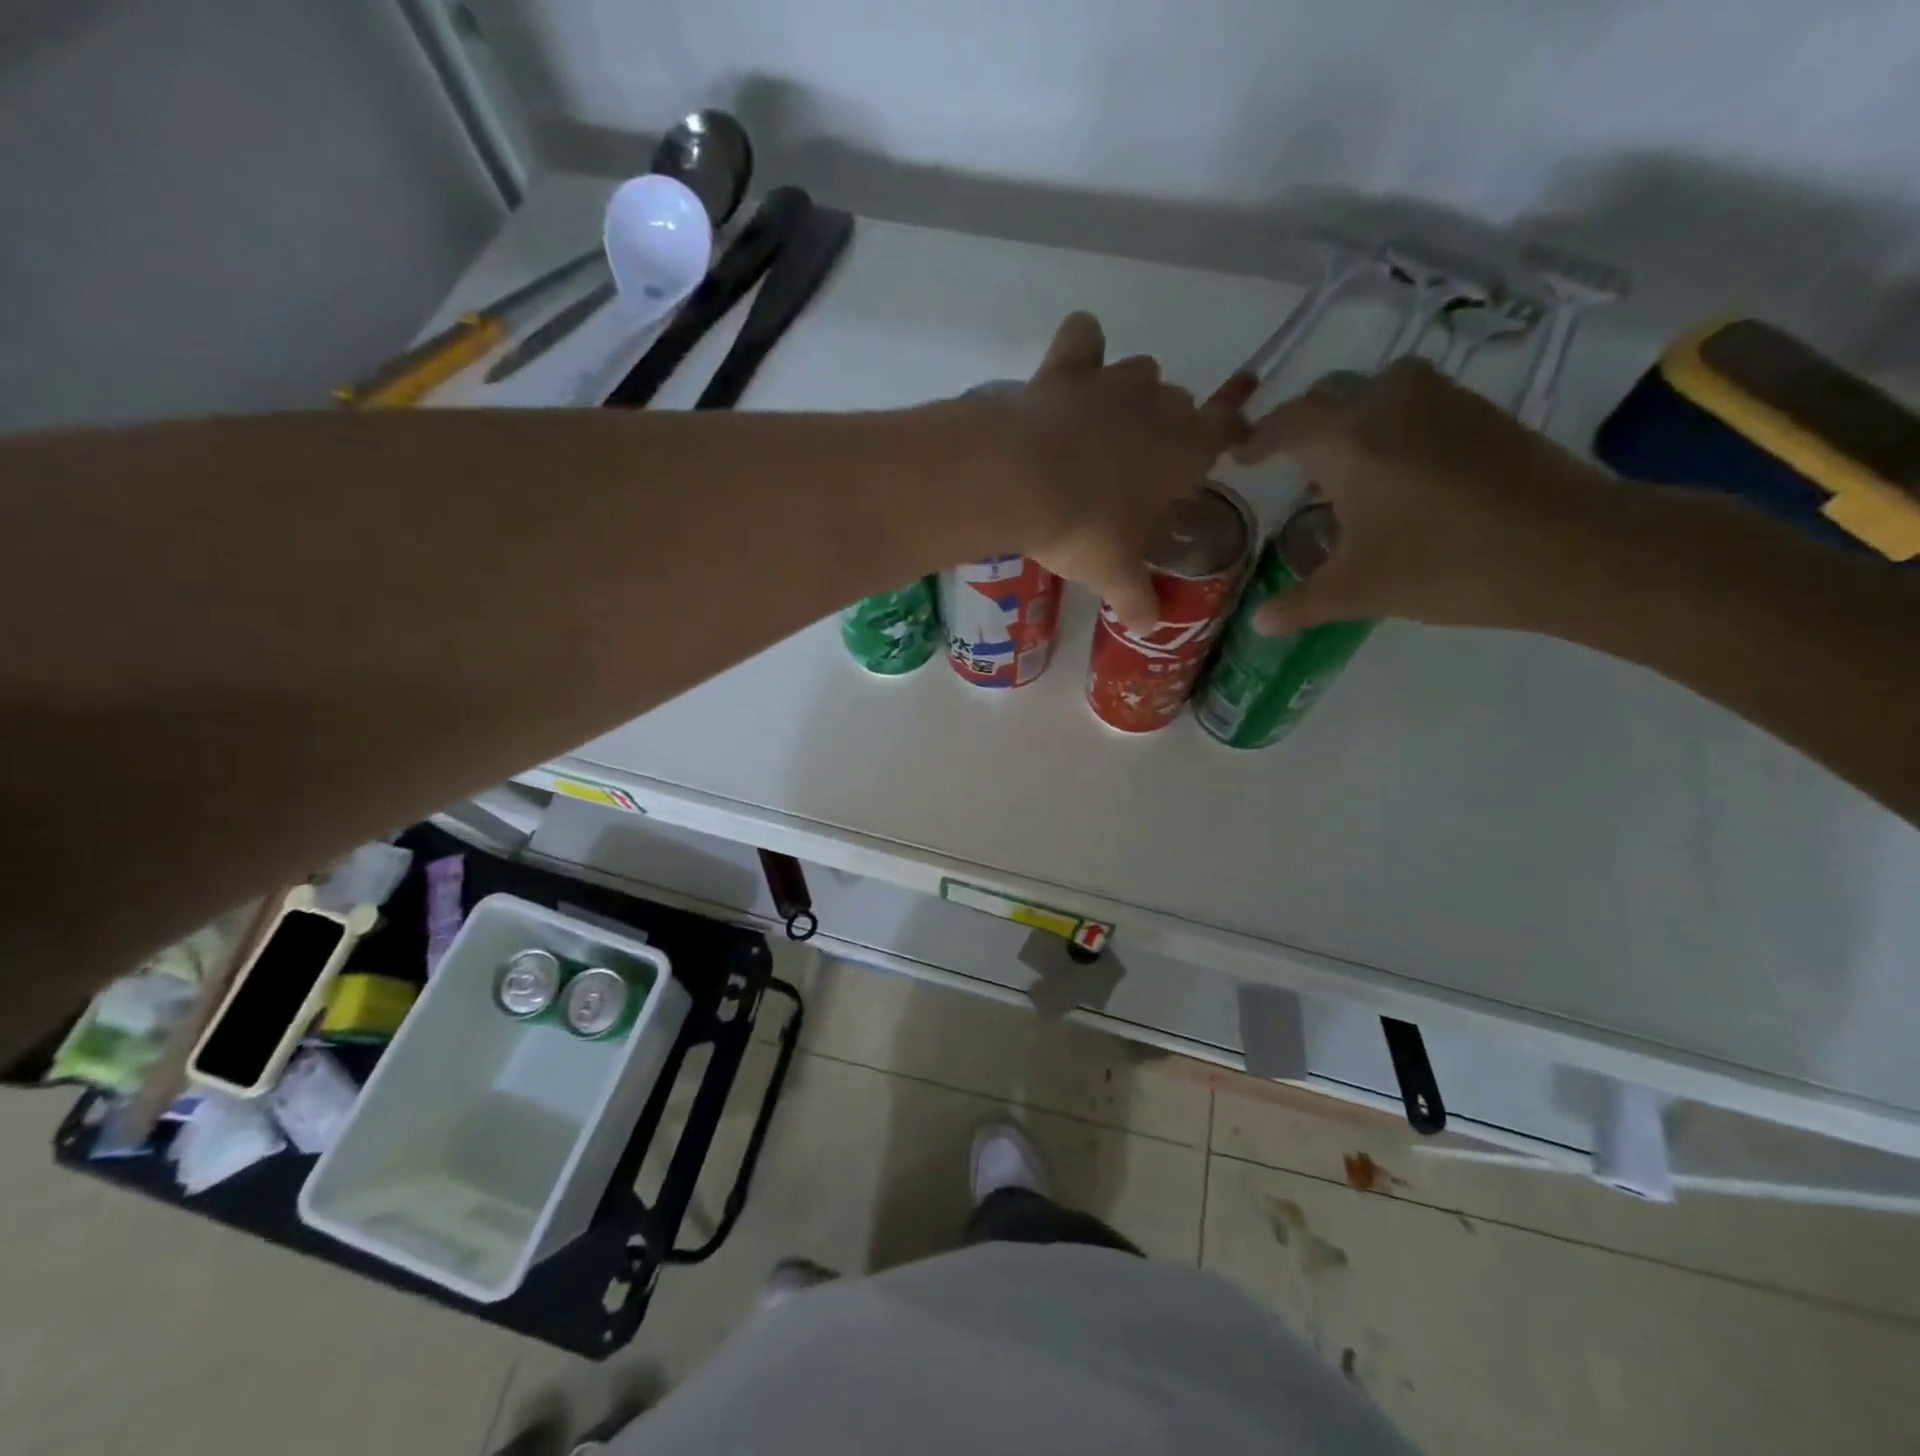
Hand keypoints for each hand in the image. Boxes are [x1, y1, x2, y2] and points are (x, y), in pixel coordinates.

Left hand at [982, 313, 1246, 627]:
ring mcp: (1112, 381)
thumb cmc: (1083, 529)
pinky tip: (1070, 372)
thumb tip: (1149, 627)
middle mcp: (1158, 405)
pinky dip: (1082, 348)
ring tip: (1102, 430)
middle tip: (1137, 469)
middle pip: (1179, 404)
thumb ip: (1137, 599)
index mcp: (1184, 450)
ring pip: (1140, 371)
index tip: (1221, 446)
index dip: (1226, 436)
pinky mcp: (1066, 368)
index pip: (1225, 431)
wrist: (1021, 481)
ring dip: (1130, 394)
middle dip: (1167, 429)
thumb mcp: (1114, 574)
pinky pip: (1084, 337)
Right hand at [1237, 360, 1610, 631]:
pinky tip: (1398, 464)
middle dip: (1301, 423)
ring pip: (1377, 386)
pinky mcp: (1481, 410)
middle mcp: (1387, 403)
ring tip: (1343, 456)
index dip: (1257, 440)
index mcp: (1345, 441)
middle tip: (1287, 460)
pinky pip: (1417, 397)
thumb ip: (1300, 604)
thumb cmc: (1442, 565)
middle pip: (1328, 394)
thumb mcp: (1357, 591)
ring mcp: (1441, 400)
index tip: (1241, 456)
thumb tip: (1260, 623)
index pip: (1285, 424)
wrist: (1568, 547)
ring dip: (1350, 411)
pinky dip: (1392, 417)